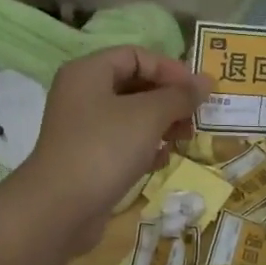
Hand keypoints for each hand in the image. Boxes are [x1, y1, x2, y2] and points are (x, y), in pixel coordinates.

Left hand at [4, 46, 208, 255]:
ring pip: (130, 116)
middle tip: (196, 117)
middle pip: (134, 84)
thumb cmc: (104, 148)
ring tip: (184, 139)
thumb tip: (206, 82)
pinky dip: (144, 147)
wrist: (59, 209)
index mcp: (88, 72)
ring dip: (161, 124)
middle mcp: (82, 95)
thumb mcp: (148, 116)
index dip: (169, 68)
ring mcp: (83, 128)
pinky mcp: (87, 158)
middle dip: (168, 99)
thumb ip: (179, 96)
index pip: (136, 55)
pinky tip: (161, 161)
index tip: (198, 90)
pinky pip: (122, 143)